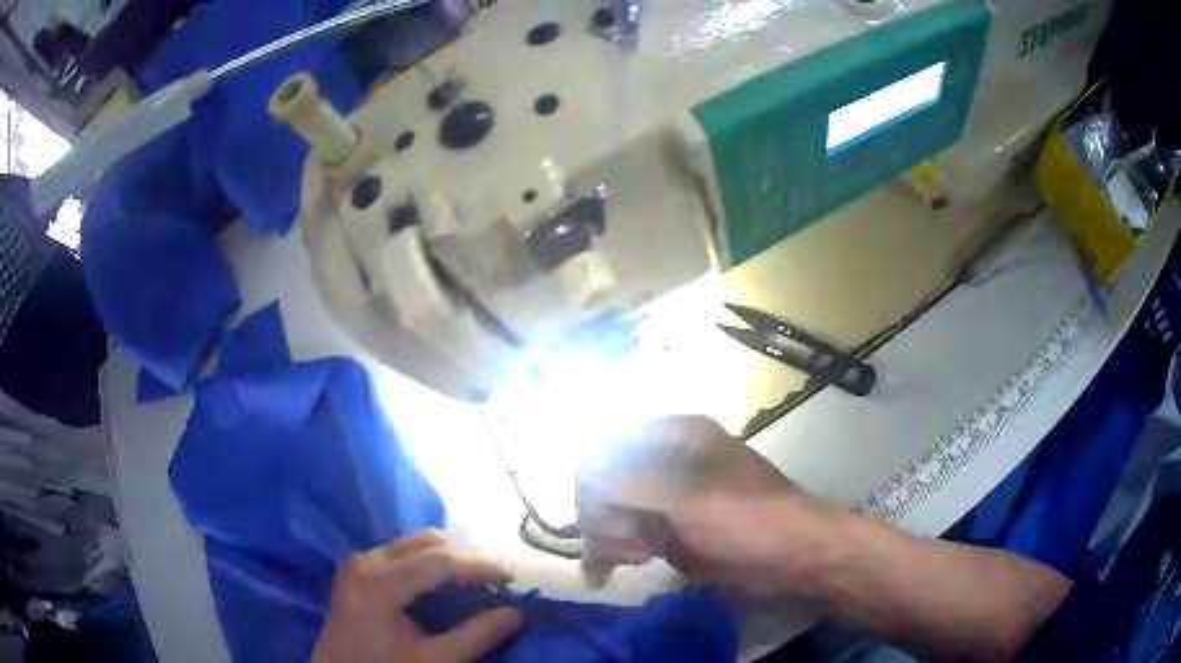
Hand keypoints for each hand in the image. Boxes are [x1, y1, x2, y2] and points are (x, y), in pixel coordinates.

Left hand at [312, 530, 523, 662]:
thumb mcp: (435, 660)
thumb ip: (476, 635)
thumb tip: (516, 613)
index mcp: (379, 582)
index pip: (439, 561)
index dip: (479, 567)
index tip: (512, 578)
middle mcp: (365, 561)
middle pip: (425, 542)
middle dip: (462, 560)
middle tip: (491, 586)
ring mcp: (357, 563)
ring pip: (412, 544)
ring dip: (445, 561)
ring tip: (470, 588)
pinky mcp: (356, 571)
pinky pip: (398, 554)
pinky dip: (425, 565)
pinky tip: (440, 590)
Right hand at [577, 416, 851, 596]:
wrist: (792, 557)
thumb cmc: (745, 518)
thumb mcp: (686, 498)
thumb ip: (627, 483)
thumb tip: (581, 476)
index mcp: (673, 435)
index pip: (605, 446)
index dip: (592, 483)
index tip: (595, 519)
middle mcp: (665, 459)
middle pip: (603, 480)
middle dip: (601, 517)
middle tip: (624, 547)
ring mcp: (667, 496)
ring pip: (611, 510)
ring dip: (608, 537)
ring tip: (634, 558)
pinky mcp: (670, 527)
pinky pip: (626, 534)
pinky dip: (612, 552)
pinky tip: (605, 572)